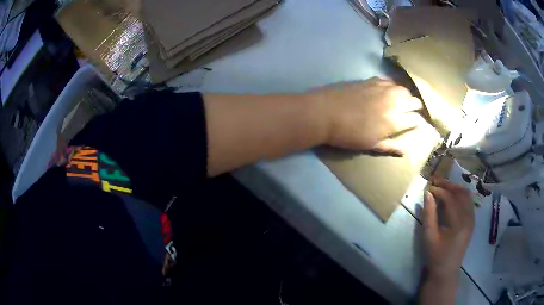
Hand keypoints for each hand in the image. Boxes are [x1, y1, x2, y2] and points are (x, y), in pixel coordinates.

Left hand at [309, 77, 425, 154]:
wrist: (326, 113)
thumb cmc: (349, 134)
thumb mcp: (371, 145)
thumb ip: (390, 146)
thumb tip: (405, 151)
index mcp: (394, 121)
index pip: (414, 119)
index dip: (416, 122)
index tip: (415, 123)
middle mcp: (393, 102)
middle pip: (413, 101)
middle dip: (415, 106)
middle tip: (412, 110)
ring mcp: (382, 89)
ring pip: (403, 89)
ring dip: (406, 95)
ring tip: (402, 100)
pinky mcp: (371, 80)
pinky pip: (389, 80)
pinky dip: (393, 85)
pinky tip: (388, 90)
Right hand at [423, 177, 474, 280]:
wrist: (446, 272)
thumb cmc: (436, 256)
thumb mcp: (429, 237)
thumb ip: (429, 214)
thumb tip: (428, 193)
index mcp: (459, 224)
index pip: (451, 199)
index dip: (440, 190)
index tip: (429, 187)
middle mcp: (469, 218)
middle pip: (462, 193)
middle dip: (449, 185)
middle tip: (436, 181)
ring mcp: (472, 220)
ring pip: (467, 196)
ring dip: (455, 189)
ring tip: (443, 187)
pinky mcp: (471, 222)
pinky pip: (468, 203)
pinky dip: (460, 196)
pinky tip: (452, 197)